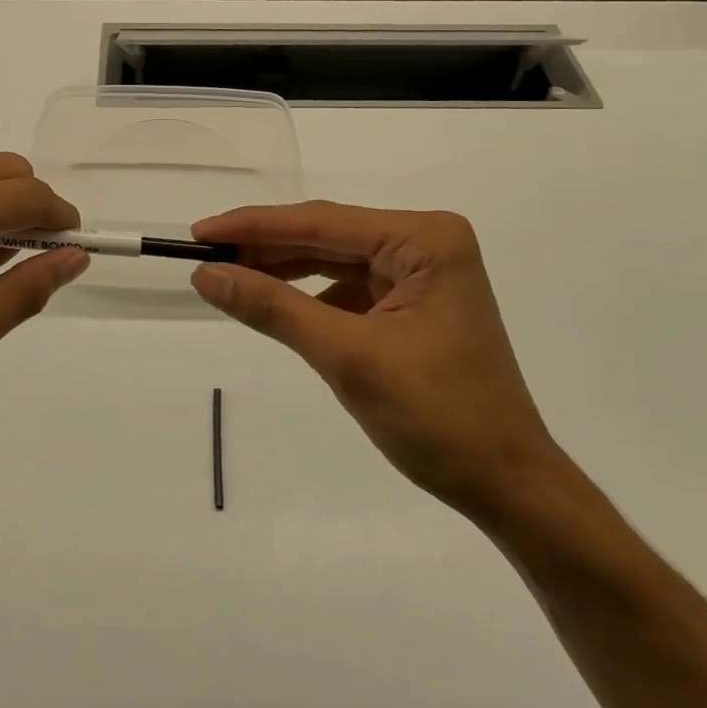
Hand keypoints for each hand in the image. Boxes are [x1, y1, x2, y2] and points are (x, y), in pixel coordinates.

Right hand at [189, 202, 561, 523]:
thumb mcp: (347, 357)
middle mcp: (426, 244)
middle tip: (205, 257)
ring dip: (283, 271)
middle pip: (327, 236)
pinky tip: (275, 305)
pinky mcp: (412, 304)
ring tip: (227, 277)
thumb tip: (207, 275)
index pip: (322, 223)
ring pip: (333, 261)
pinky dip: (309, 297)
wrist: (506, 484)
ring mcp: (421, 274)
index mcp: (425, 240)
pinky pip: (347, 288)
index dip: (254, 226)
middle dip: (266, 248)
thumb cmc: (438, 416)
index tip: (199, 232)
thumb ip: (274, 308)